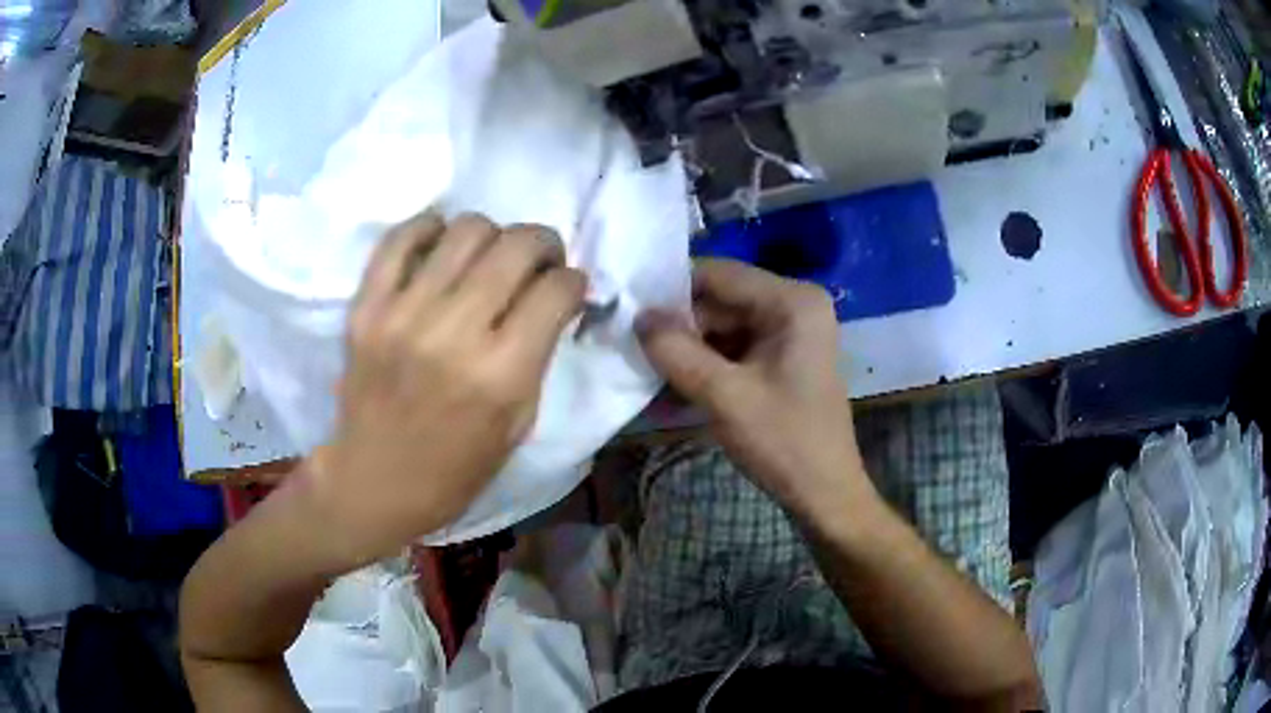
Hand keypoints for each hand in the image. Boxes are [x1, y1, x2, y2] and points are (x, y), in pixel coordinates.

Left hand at [302, 212, 586, 566]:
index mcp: (502, 374)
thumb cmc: (456, 468)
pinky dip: (428, 228)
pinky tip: (441, 244)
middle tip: (539, 260)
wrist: (375, 480)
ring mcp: (404, 314)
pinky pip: (400, 238)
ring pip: (467, 230)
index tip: (567, 288)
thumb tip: (555, 299)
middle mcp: (455, 333)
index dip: (573, 281)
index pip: (556, 290)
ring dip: (493, 235)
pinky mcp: (367, 307)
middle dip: (544, 244)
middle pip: (517, 246)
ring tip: (489, 256)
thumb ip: (539, 354)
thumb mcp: (519, 422)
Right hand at [636, 259, 871, 518]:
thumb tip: (637, 317)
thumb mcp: (725, 396)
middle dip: (678, 326)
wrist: (825, 494)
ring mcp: (790, 331)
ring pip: (722, 326)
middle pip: (720, 300)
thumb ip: (677, 351)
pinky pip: (733, 348)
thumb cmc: (784, 442)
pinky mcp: (782, 357)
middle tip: (630, 346)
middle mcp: (793, 305)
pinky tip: (672, 386)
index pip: (718, 274)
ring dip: (687, 349)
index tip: (627, 310)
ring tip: (645, 369)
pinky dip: (705, 365)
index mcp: (792, 301)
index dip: (670, 290)